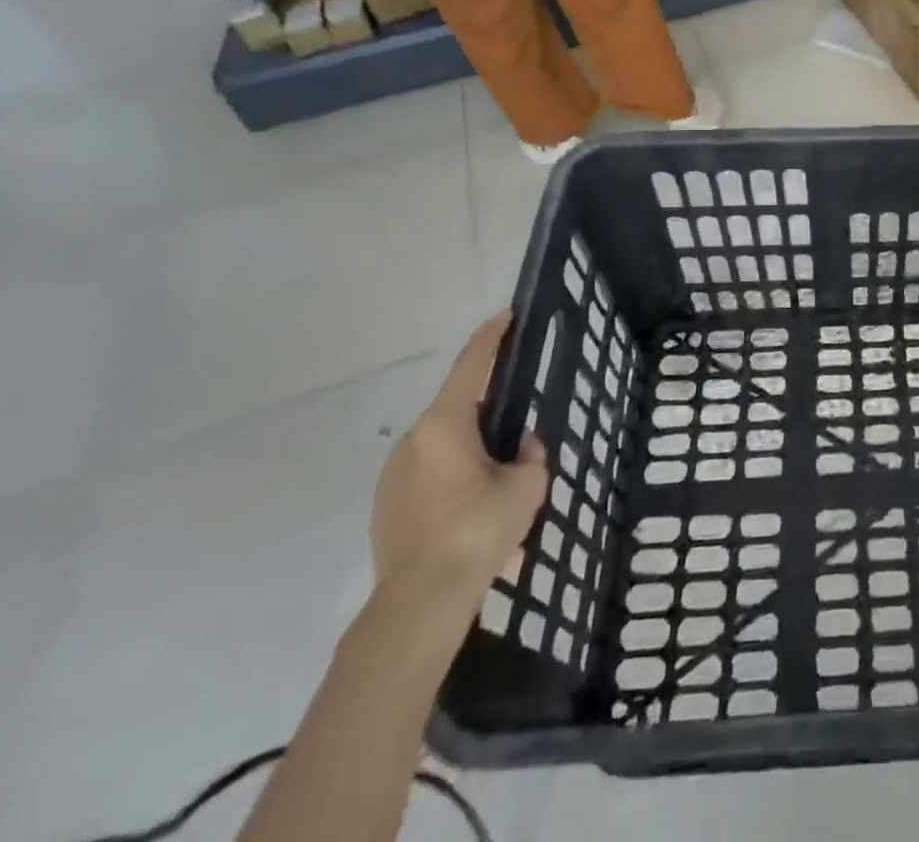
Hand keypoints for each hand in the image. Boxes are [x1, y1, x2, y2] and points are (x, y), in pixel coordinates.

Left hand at [369, 313, 548, 620]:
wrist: (419, 603)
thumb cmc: (477, 530)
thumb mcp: (525, 486)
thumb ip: (531, 456)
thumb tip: (522, 448)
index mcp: (445, 425)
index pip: (471, 365)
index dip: (491, 337)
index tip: (507, 315)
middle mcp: (413, 441)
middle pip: (458, 407)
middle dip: (490, 408)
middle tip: (521, 416)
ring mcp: (394, 475)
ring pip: (444, 446)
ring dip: (473, 449)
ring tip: (504, 476)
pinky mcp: (387, 507)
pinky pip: (430, 476)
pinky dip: (456, 478)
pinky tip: (478, 509)